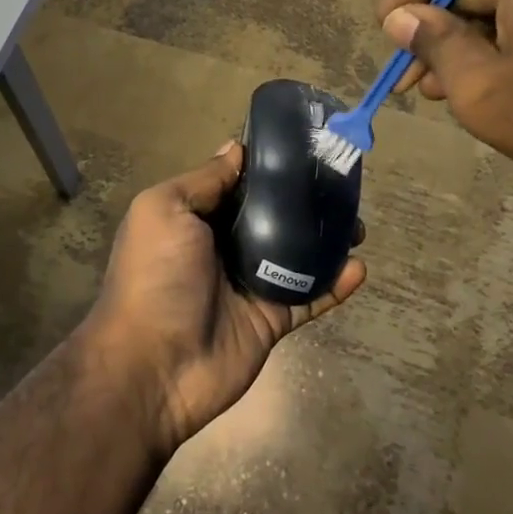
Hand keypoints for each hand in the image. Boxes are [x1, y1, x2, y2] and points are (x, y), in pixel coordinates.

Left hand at [83, 143, 365, 455]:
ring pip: (296, 255)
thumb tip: (236, 148)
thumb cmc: (155, 275)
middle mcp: (222, 247)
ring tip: (357, 225)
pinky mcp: (271, 320)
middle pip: (271, 216)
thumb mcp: (164, 210)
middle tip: (341, 187)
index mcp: (195, 218)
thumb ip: (204, 180)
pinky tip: (358, 268)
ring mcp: (249, 285)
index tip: (304, 148)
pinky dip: (335, 284)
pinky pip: (309, 297)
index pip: (236, 184)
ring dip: (327, 240)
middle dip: (304, 202)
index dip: (266, 167)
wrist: (154, 365)